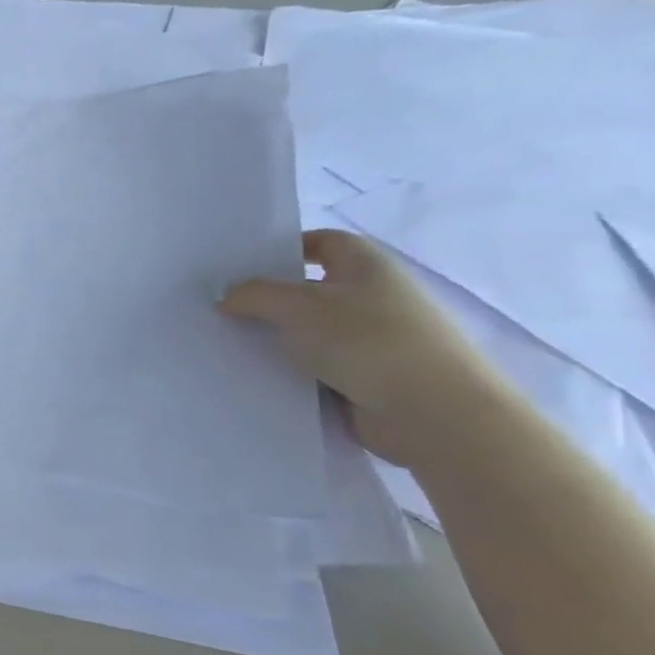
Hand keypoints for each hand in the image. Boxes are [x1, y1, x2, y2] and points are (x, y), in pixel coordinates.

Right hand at [220, 229, 509, 464]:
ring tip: (229, 342)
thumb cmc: (366, 341)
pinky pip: (317, 363)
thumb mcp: (296, 307)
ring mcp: (373, 337)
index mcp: (366, 265)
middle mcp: (373, 295)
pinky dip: (291, 367)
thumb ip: (253, 294)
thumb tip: (227, 295)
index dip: (283, 249)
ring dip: (276, 336)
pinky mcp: (367, 374)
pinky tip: (257, 374)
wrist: (433, 413)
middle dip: (268, 297)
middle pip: (309, 288)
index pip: (321, 242)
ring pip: (309, 329)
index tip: (241, 268)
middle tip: (221, 307)